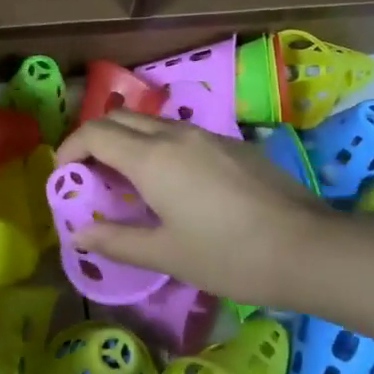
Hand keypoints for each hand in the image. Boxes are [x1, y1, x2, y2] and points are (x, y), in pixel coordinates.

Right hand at [54, 111, 336, 308]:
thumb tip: (79, 235)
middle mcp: (176, 134)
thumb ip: (117, 242)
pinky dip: (159, 146)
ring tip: (127, 180)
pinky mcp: (234, 144)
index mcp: (152, 158)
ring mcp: (208, 135)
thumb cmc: (229, 255)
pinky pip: (181, 133)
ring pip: (153, 123)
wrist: (309, 248)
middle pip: (120, 118)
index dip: (70, 149)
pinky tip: (173, 183)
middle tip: (90, 175)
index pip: (95, 133)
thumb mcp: (167, 254)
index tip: (64, 176)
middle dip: (95, 139)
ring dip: (128, 141)